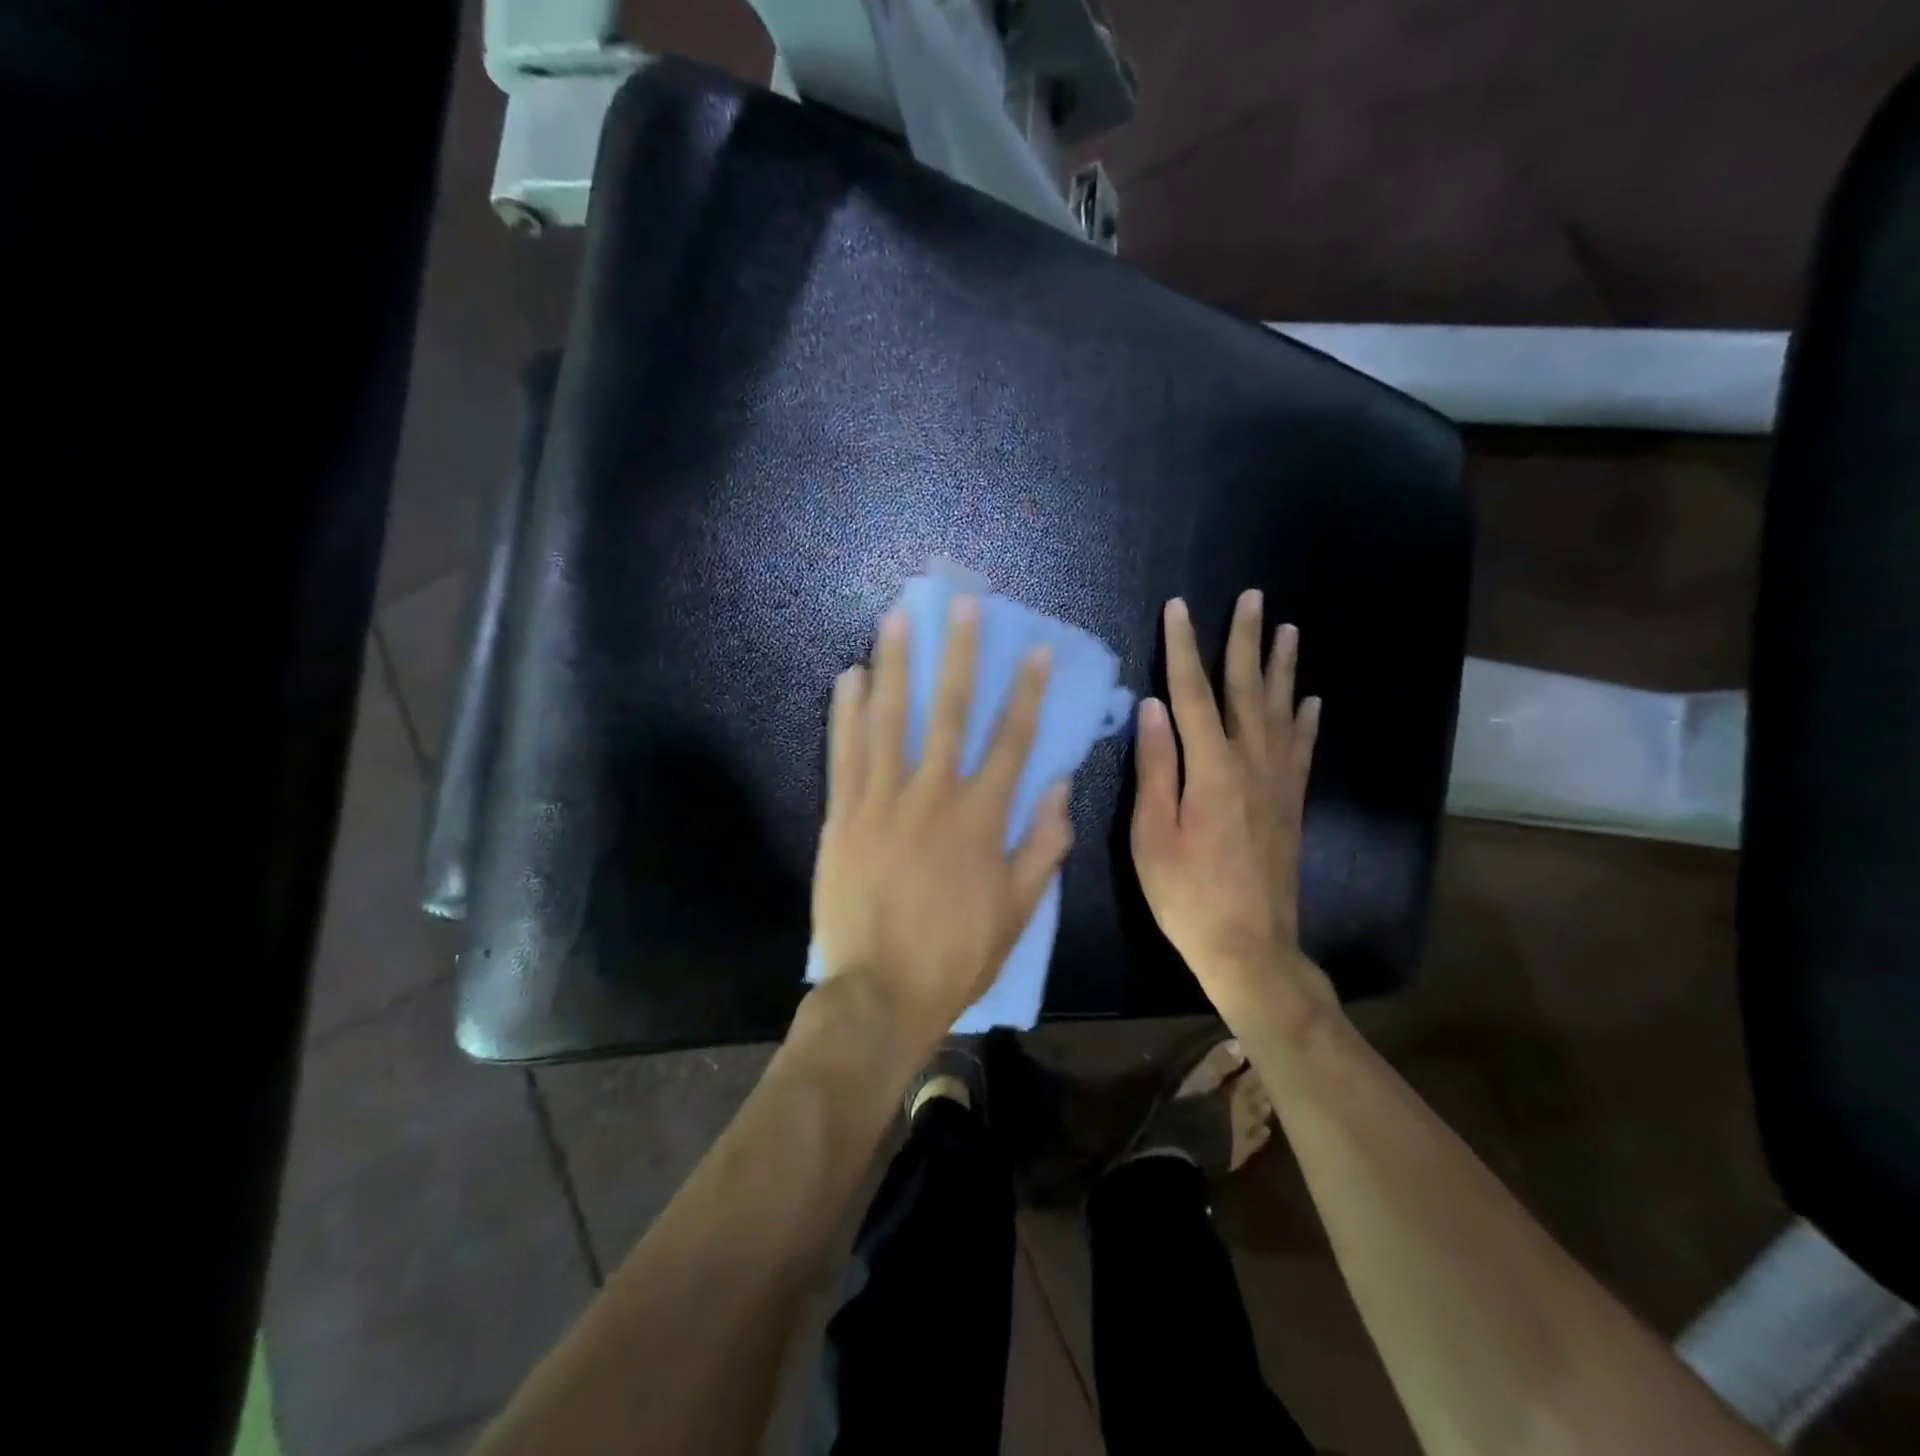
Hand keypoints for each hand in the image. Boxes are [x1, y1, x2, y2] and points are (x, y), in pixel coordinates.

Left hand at [811, 598, 1073, 1051]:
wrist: (880, 991)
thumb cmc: (957, 954)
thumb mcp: (1019, 910)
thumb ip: (1043, 846)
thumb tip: (1060, 789)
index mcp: (980, 819)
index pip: (1010, 741)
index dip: (1024, 692)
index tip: (1031, 649)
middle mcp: (932, 796)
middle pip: (949, 713)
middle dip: (957, 655)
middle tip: (961, 604)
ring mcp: (881, 801)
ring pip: (889, 720)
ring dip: (894, 665)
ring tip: (896, 618)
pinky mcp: (842, 815)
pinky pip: (844, 754)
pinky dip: (845, 713)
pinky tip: (847, 676)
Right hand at [1131, 591, 1333, 1015]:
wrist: (1250, 946)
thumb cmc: (1186, 894)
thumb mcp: (1151, 834)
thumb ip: (1155, 768)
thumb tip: (1152, 707)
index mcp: (1211, 769)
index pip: (1192, 694)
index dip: (1183, 648)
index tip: (1179, 608)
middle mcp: (1251, 764)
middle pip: (1247, 690)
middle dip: (1245, 640)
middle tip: (1252, 597)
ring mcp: (1278, 783)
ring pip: (1282, 711)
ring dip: (1283, 667)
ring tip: (1289, 629)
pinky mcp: (1292, 804)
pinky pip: (1303, 749)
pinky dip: (1307, 719)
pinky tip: (1312, 700)